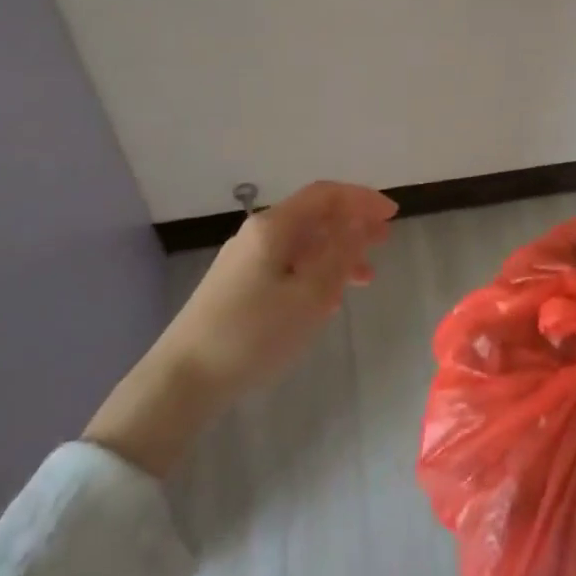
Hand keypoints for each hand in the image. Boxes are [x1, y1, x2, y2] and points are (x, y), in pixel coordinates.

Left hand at [164, 180, 397, 398]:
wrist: (184, 379)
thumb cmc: (254, 333)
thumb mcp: (310, 294)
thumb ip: (340, 254)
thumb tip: (360, 221)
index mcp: (274, 227)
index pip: (325, 195)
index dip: (361, 199)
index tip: (392, 214)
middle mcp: (257, 234)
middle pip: (313, 217)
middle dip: (352, 225)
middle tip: (384, 240)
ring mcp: (245, 261)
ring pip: (302, 245)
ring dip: (336, 253)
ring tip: (365, 277)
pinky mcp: (238, 286)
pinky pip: (287, 266)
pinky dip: (315, 273)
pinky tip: (328, 299)